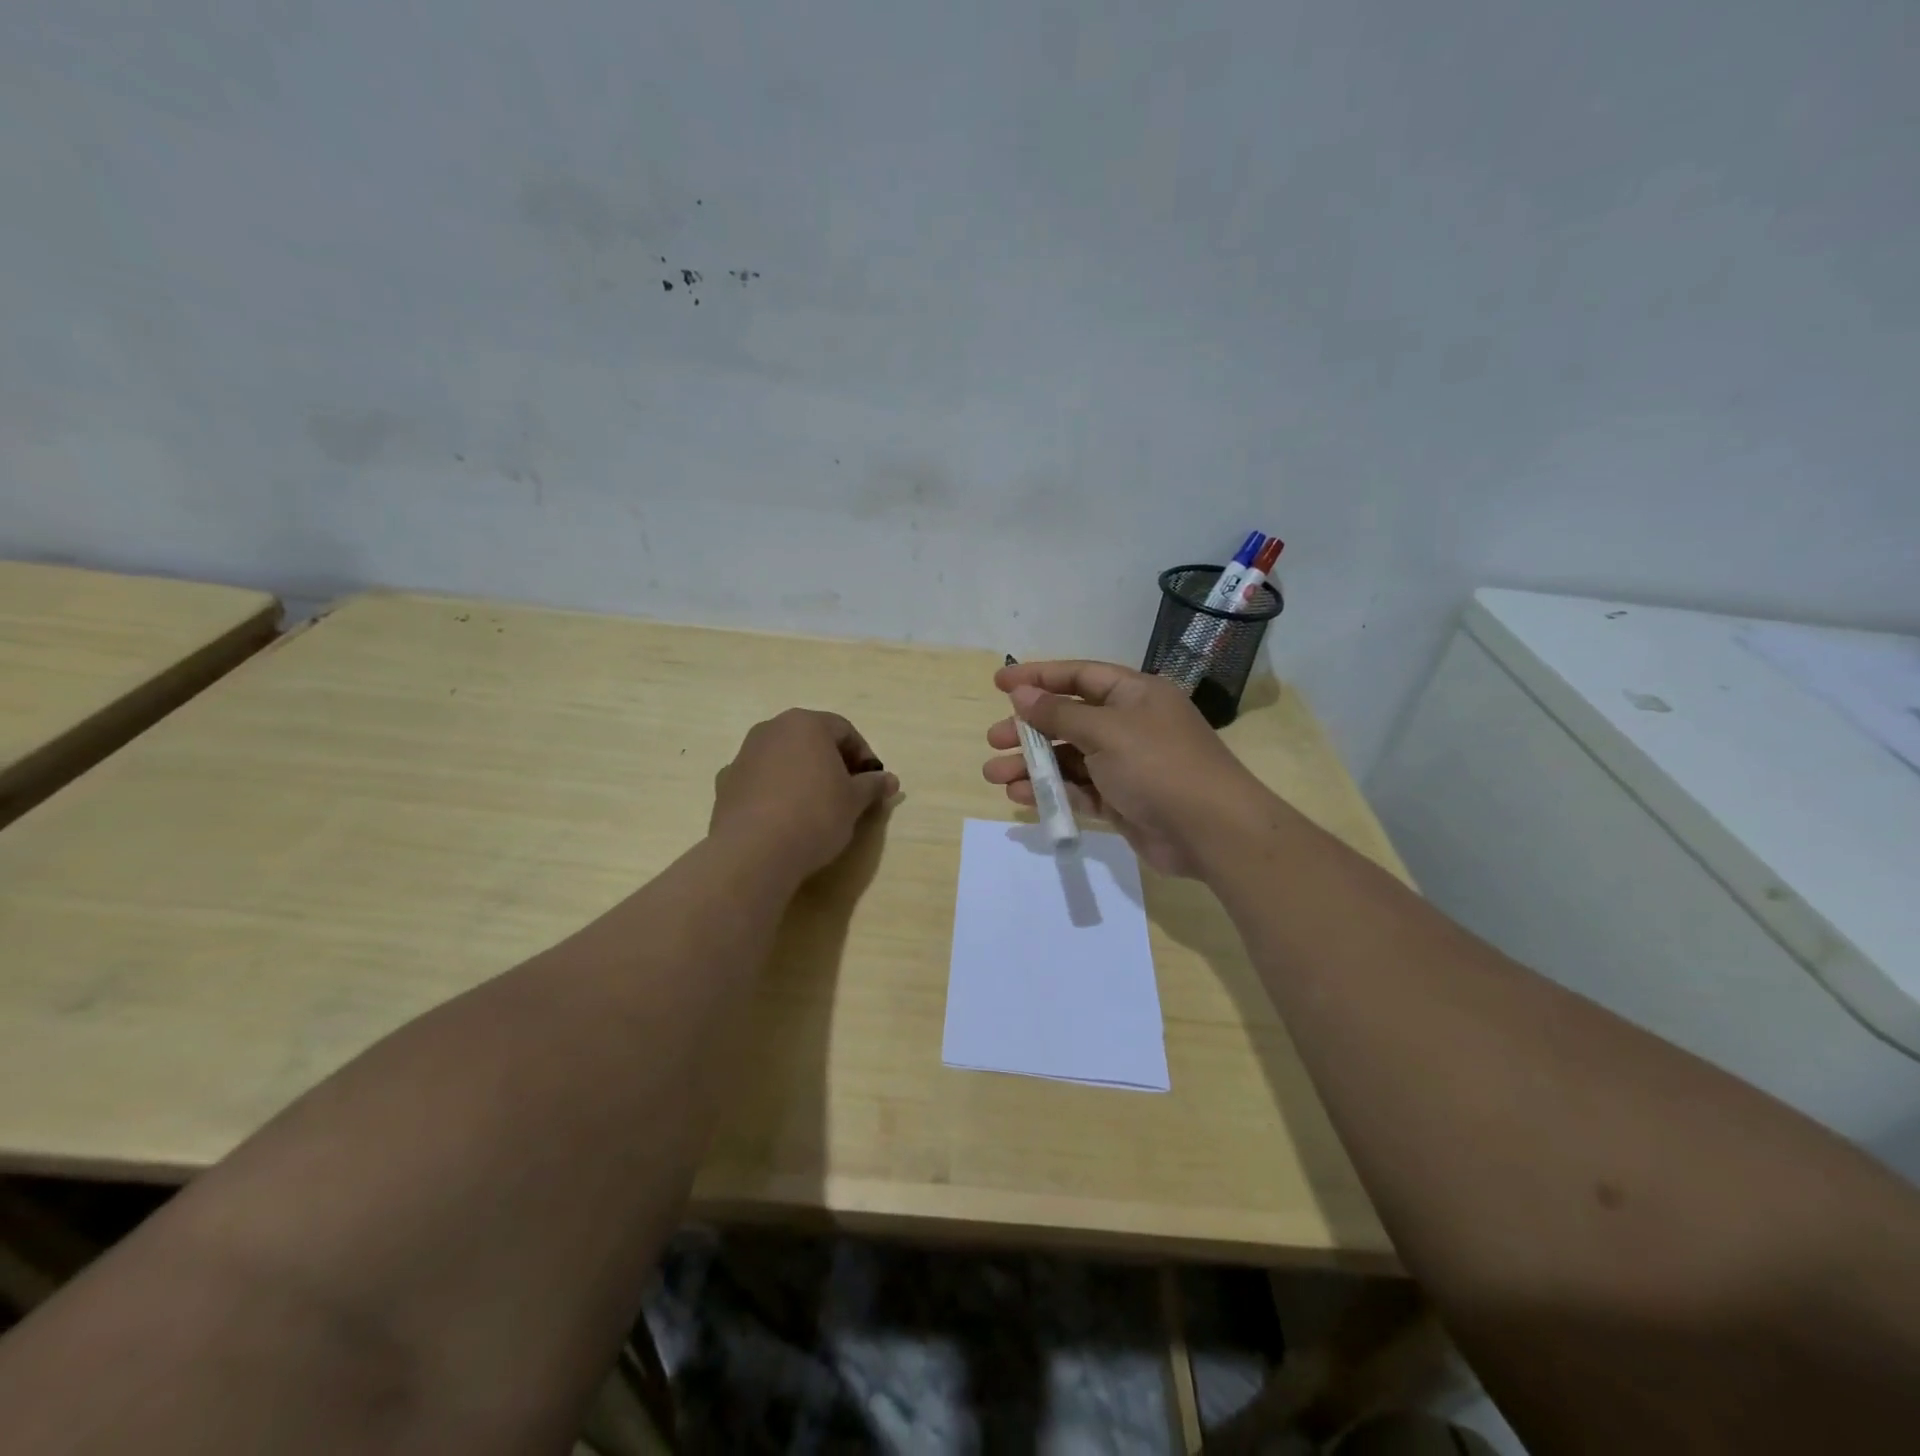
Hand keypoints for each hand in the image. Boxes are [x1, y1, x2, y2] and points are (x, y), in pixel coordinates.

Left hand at [711, 710, 898, 879]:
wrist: (755, 851)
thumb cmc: (814, 815)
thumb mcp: (854, 801)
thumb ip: (872, 785)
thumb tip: (890, 780)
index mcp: (805, 724)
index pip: (844, 730)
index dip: (864, 755)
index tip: (872, 782)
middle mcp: (771, 730)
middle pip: (810, 739)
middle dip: (832, 762)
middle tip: (848, 792)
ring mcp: (744, 755)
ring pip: (783, 758)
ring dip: (802, 774)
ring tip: (816, 806)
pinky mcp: (726, 783)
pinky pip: (760, 780)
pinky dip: (775, 791)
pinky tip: (784, 817)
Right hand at [983, 661, 1267, 877]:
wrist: (1211, 830)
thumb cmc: (1158, 765)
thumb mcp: (1105, 731)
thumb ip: (1059, 714)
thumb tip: (1021, 694)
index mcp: (1133, 694)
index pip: (1078, 676)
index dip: (1038, 677)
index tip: (999, 684)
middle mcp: (1129, 724)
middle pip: (1069, 719)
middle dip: (1029, 729)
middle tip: (993, 739)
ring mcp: (1126, 764)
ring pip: (1069, 758)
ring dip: (1032, 765)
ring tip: (994, 774)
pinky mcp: (1122, 800)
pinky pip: (1079, 789)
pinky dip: (1051, 791)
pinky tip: (1020, 796)